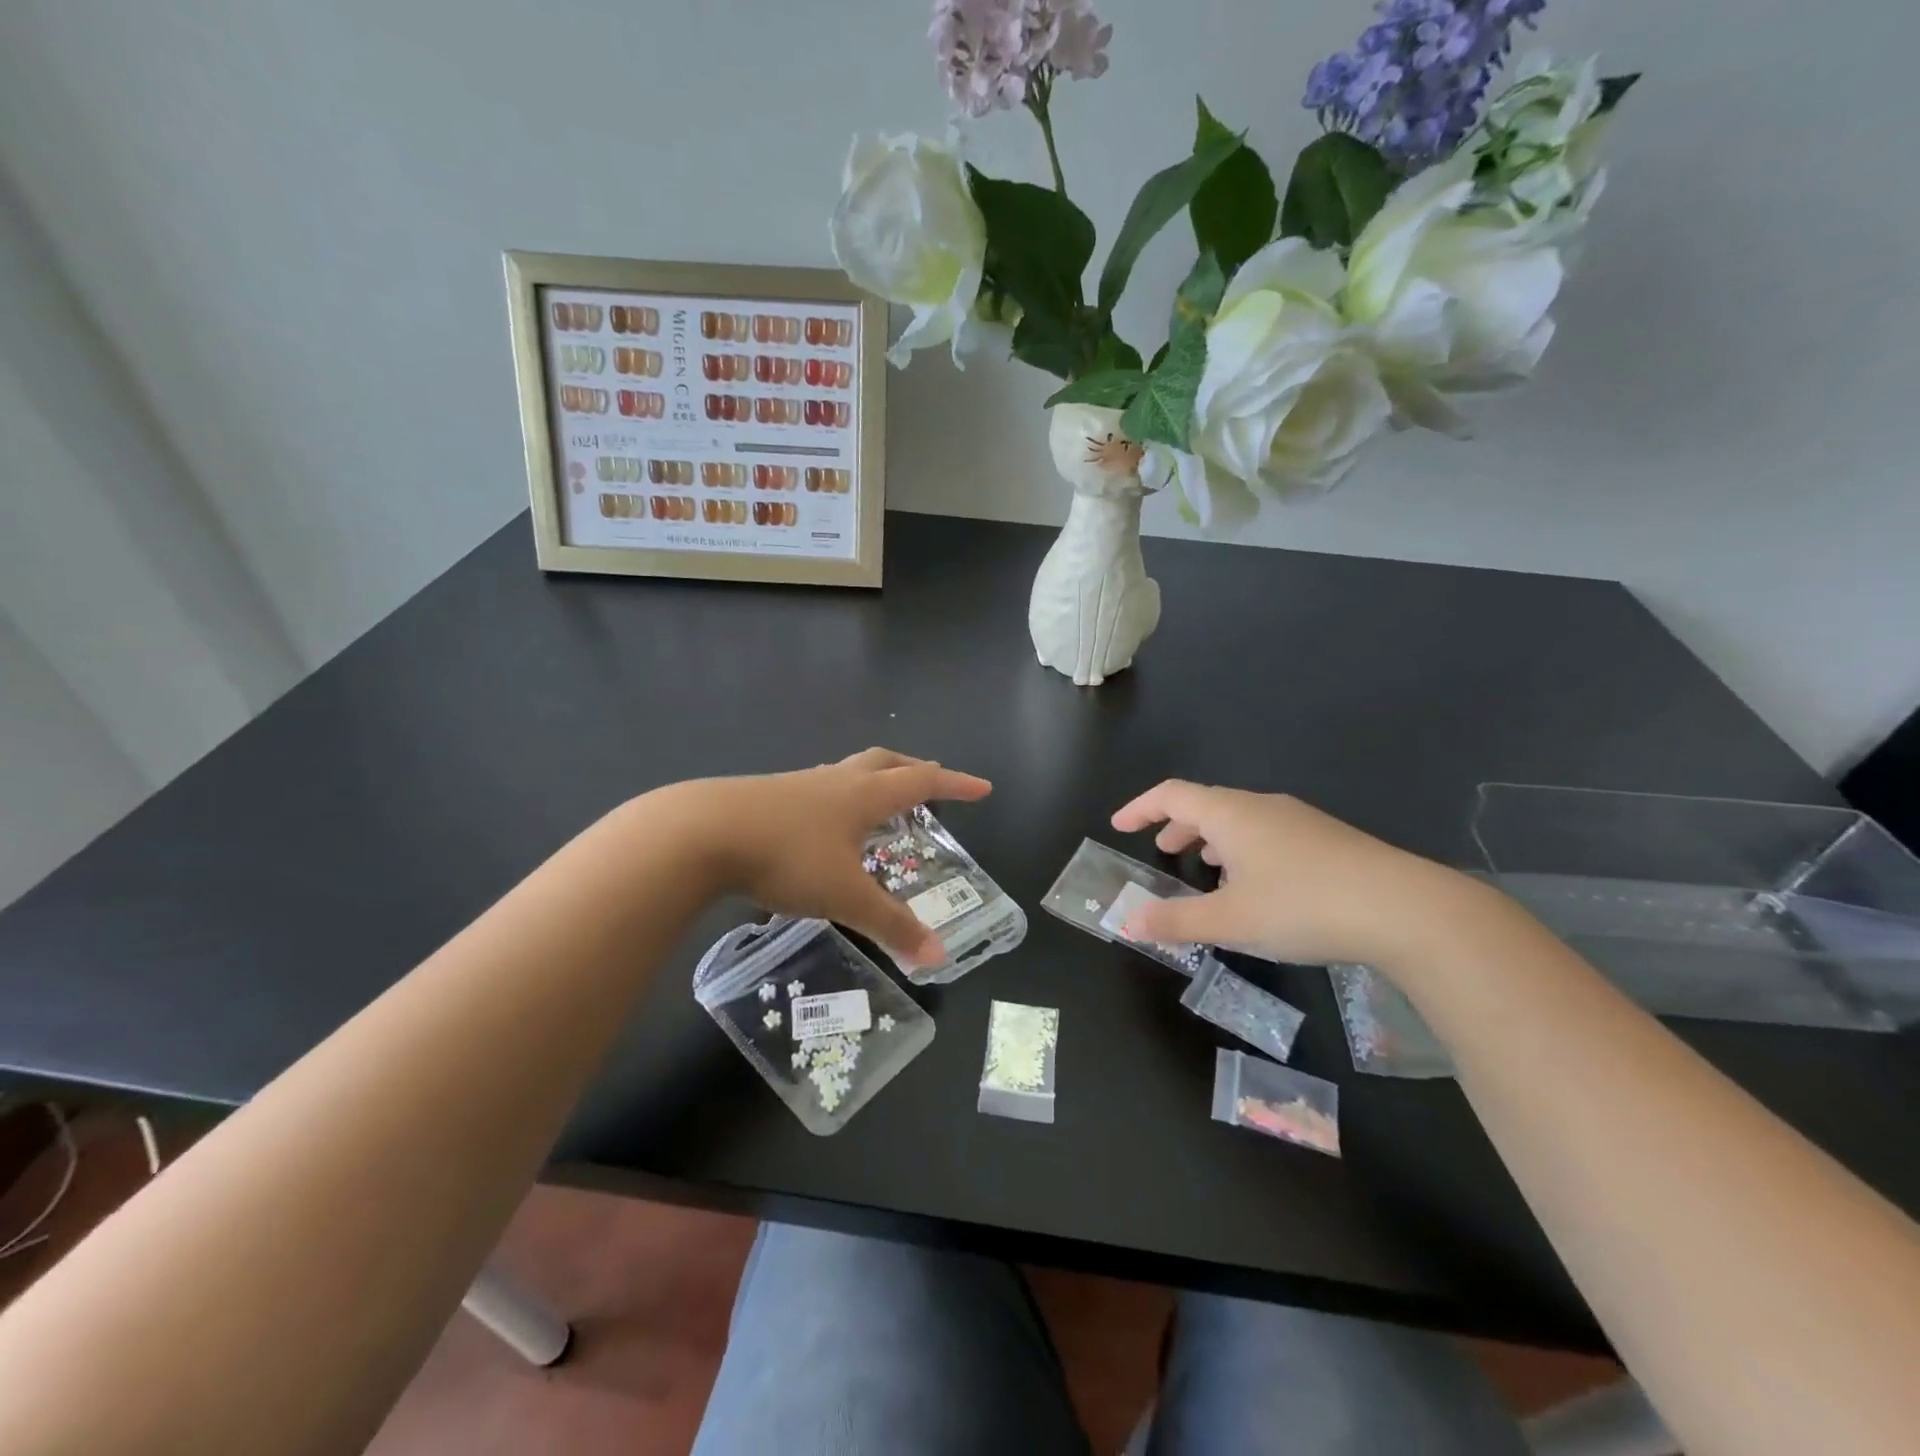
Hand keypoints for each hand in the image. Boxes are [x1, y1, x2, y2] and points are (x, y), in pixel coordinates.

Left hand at [650, 748, 991, 965]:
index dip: (955, 785)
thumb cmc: (787, 857)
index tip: (982, 787)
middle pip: (885, 762)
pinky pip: (817, 789)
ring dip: (873, 782)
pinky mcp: (767, 796)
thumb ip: (891, 925)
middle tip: (932, 784)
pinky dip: (837, 799)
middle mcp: (835, 781)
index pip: (922, 782)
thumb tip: (938, 956)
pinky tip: (822, 828)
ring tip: (880, 806)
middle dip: (914, 770)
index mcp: (863, 795)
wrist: (701, 833)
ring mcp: (798, 785)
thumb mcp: (845, 896)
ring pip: (848, 773)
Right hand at [1109, 780, 1473, 969]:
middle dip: (1177, 826)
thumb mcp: (1231, 920)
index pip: (1172, 795)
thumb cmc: (1303, 906)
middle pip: (1207, 804)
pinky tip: (1257, 887)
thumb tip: (1129, 922)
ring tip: (1206, 872)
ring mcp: (1299, 820)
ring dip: (1212, 839)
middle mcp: (1262, 806)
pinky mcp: (1327, 839)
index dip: (1141, 808)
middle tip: (1162, 852)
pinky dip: (1243, 850)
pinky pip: (1268, 834)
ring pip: (1240, 820)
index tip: (1120, 826)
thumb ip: (1176, 921)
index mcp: (1231, 814)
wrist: (1405, 909)